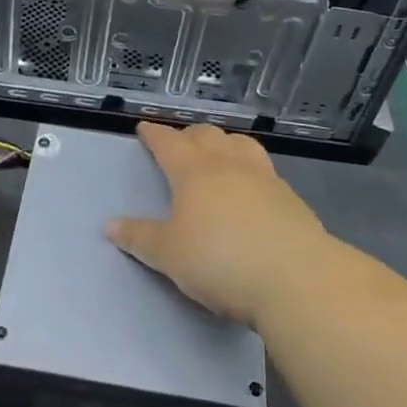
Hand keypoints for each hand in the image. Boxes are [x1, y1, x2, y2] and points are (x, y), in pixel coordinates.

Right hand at [106, 123, 331, 326]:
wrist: (296, 277)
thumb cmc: (221, 260)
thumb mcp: (169, 255)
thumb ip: (140, 237)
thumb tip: (110, 224)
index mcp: (194, 171)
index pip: (168, 143)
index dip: (154, 134)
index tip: (144, 128)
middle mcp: (228, 164)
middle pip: (206, 136)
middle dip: (189, 135)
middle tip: (179, 144)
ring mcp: (263, 177)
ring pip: (239, 144)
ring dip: (223, 143)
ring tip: (217, 153)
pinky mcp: (289, 197)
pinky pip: (263, 167)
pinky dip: (249, 166)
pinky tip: (250, 185)